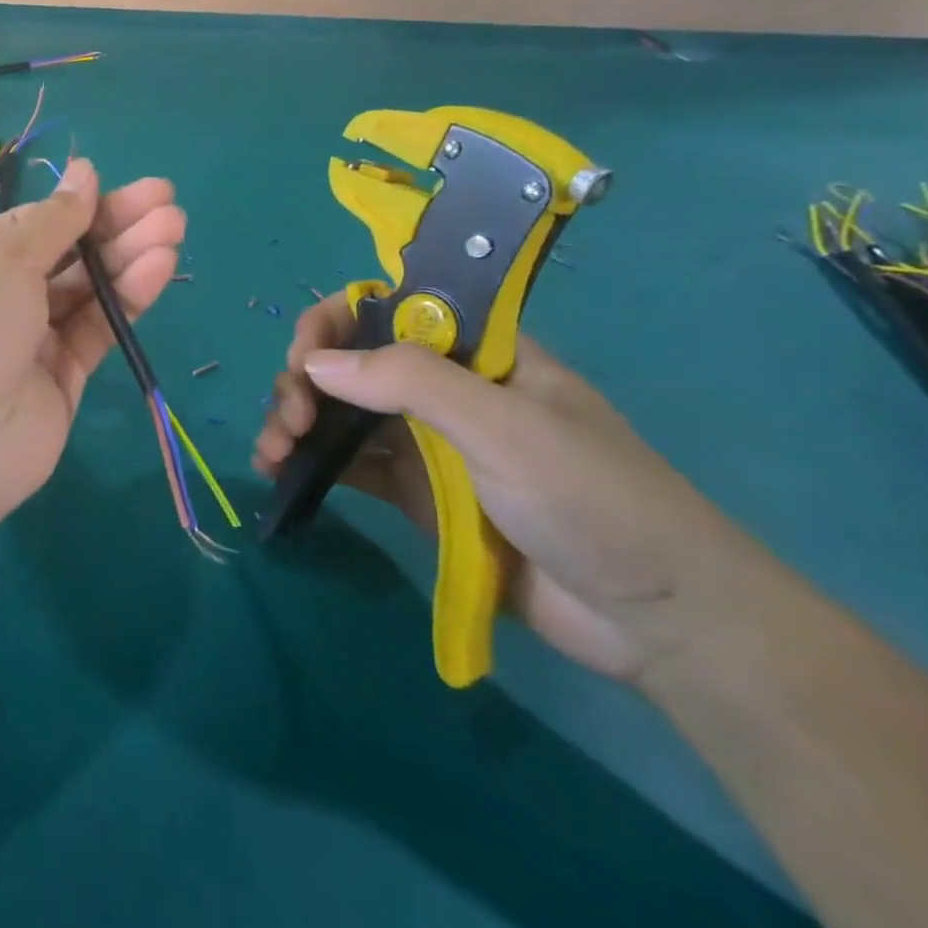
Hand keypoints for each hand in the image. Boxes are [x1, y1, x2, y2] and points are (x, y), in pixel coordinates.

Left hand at [0, 160, 184, 533]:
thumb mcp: (0, 262)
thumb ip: (52, 221)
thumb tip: (83, 171)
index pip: (33, 222)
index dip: (80, 205)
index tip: (128, 189)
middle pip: (67, 252)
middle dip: (116, 225)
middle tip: (168, 202)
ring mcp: (32, 338)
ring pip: (88, 289)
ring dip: (129, 257)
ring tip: (175, 227)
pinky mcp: (63, 376)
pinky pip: (98, 328)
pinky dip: (127, 299)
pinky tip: (159, 268)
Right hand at [254, 297, 741, 682]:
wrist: (655, 618)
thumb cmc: (592, 499)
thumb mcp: (504, 427)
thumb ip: (410, 383)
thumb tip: (314, 362)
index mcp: (473, 353)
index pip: (386, 309)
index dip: (335, 323)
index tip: (306, 359)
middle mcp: (441, 388)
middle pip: (350, 361)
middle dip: (306, 380)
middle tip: (291, 422)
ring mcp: (424, 442)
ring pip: (340, 412)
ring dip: (295, 421)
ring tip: (272, 453)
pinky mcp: (412, 493)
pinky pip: (348, 464)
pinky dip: (309, 463)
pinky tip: (278, 474)